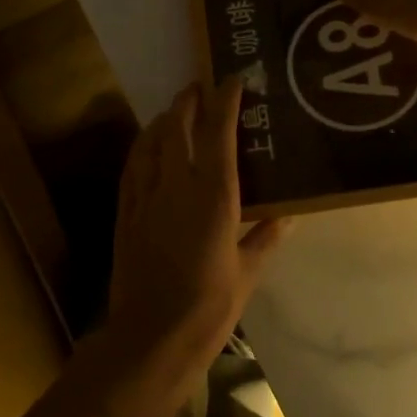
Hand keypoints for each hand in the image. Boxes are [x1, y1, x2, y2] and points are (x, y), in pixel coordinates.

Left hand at [107, 78, 288, 371]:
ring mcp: (146, 197)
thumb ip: (267, 236)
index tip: (233, 79)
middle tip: (201, 87)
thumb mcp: (248, 272)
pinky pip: (133, 167)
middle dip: (189, 100)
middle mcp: (177, 185)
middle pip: (178, 126)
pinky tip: (149, 145)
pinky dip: (143, 146)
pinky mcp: (126, 213)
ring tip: (177, 109)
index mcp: (214, 196)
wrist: (151, 338)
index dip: (225, 100)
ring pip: (151, 141)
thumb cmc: (209, 307)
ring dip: (164, 118)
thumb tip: (290, 212)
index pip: (219, 132)